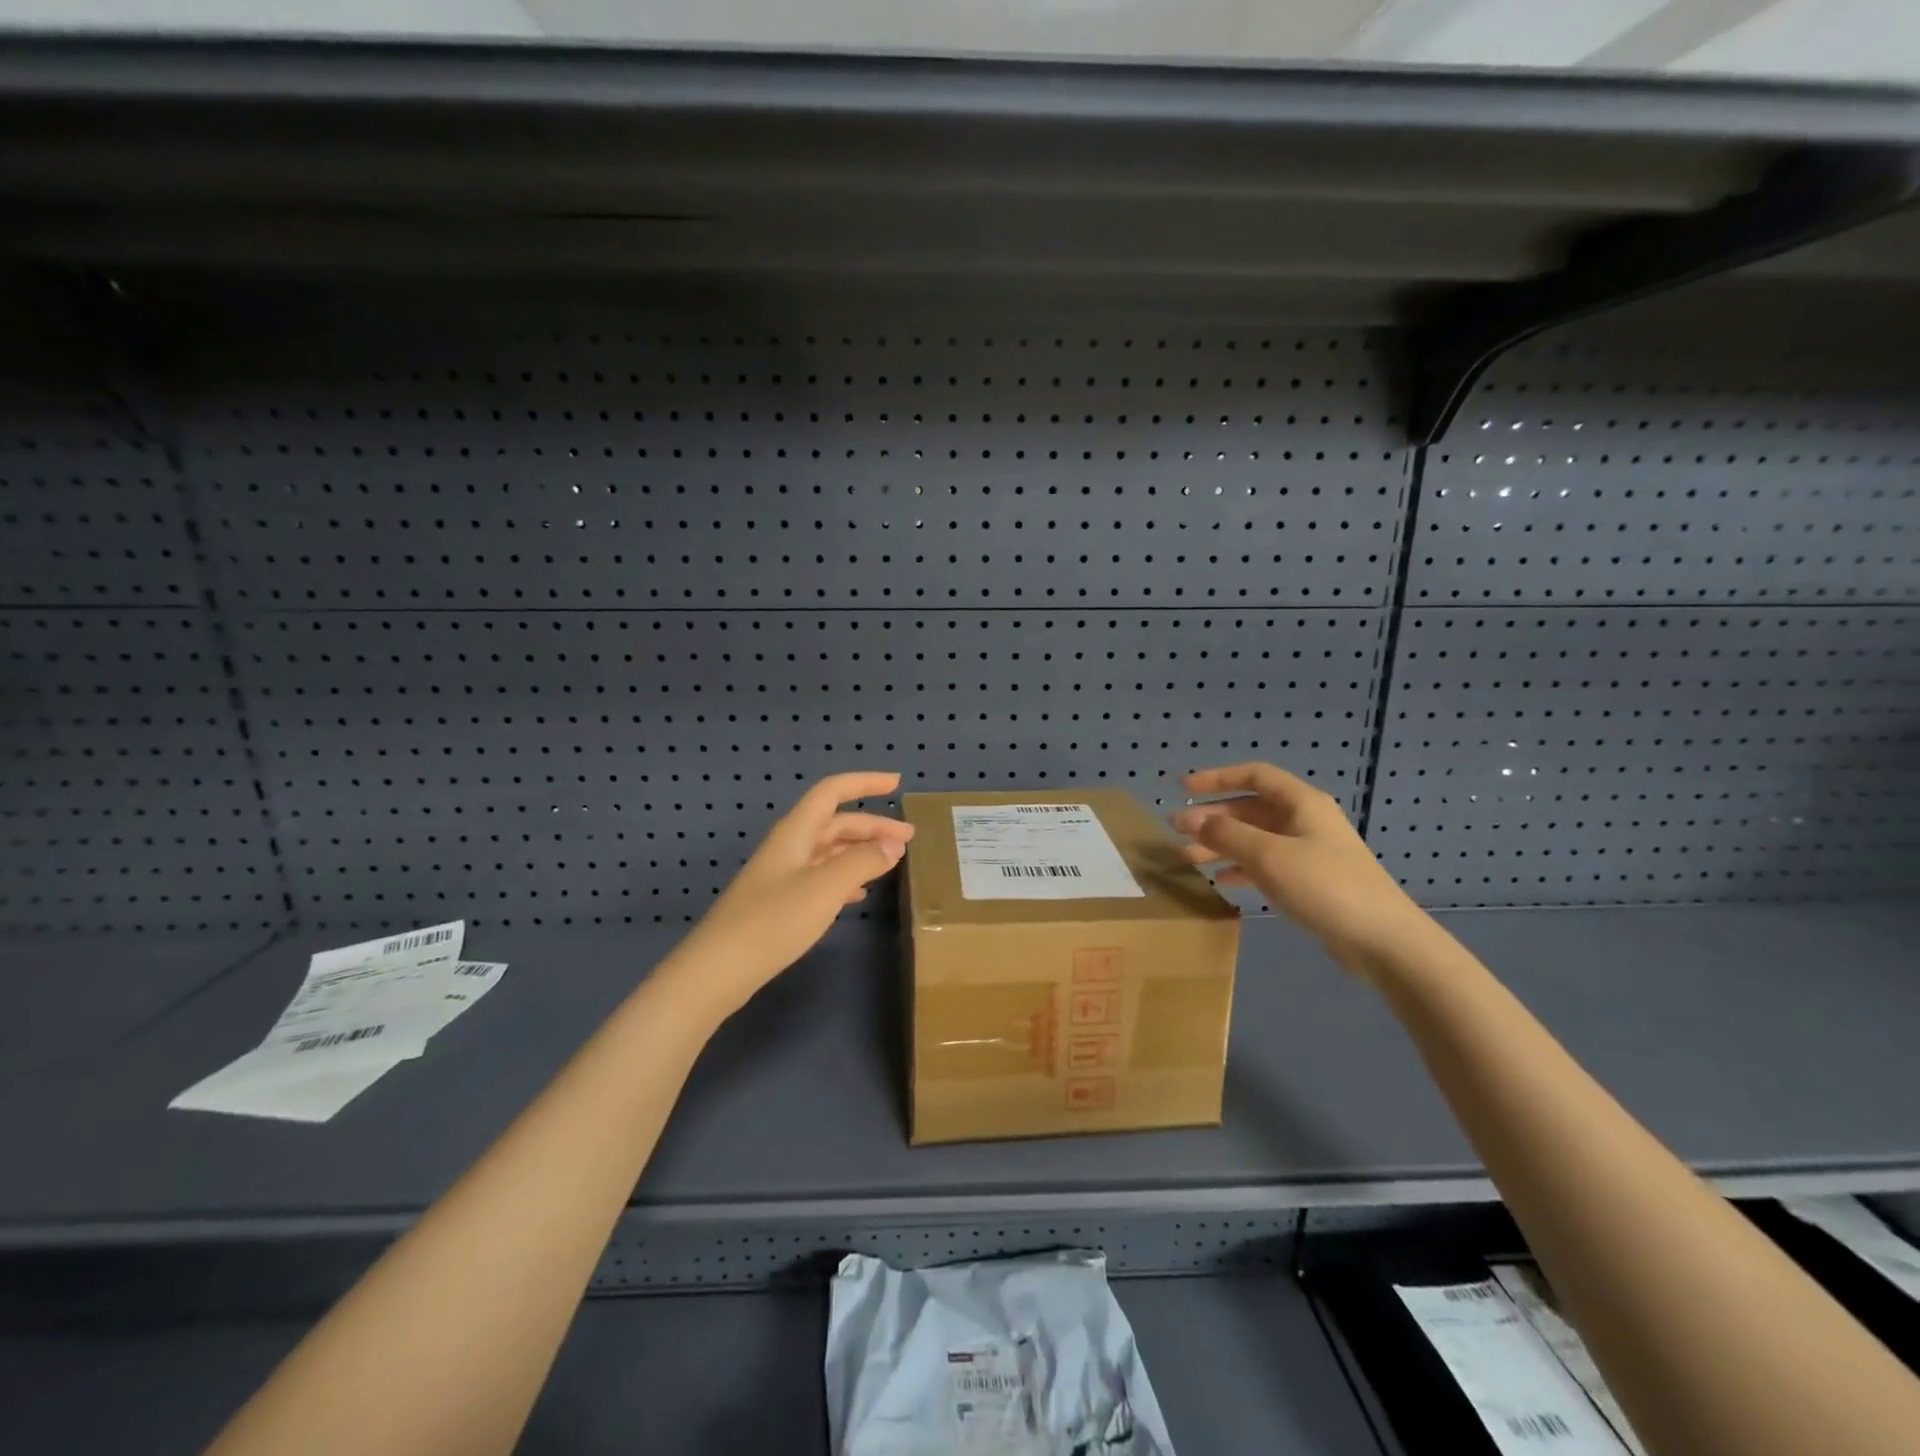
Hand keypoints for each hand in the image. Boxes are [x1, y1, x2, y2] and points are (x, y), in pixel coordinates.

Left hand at [667, 773, 914, 1017]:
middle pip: (835, 823)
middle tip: (909, 837)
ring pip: (829, 851)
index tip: (896, 782)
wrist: (718, 970)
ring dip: (861, 851)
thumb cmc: (773, 921)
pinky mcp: (780, 902)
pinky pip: (821, 877)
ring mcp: (783, 875)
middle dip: (873, 825)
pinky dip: (845, 877)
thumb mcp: (825, 888)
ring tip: (891, 862)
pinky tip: (859, 894)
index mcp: (796, 832)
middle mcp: (789, 846)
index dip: (864, 783)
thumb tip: (894, 844)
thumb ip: (862, 861)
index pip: (832, 792)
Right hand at [1173, 762, 1435, 977]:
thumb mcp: (1268, 856)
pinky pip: (1267, 864)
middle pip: (1251, 808)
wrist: (1384, 941)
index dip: (1217, 778)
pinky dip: (1241, 867)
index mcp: (1301, 803)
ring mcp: (1310, 852)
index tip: (1183, 789)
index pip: (1254, 775)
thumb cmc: (1325, 886)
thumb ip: (1226, 834)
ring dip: (1221, 844)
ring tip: (1187, 858)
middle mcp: (1305, 821)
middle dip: (1213, 817)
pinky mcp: (1311, 881)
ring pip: (1255, 838)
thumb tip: (1193, 819)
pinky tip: (1221, 880)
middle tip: (1177, 831)